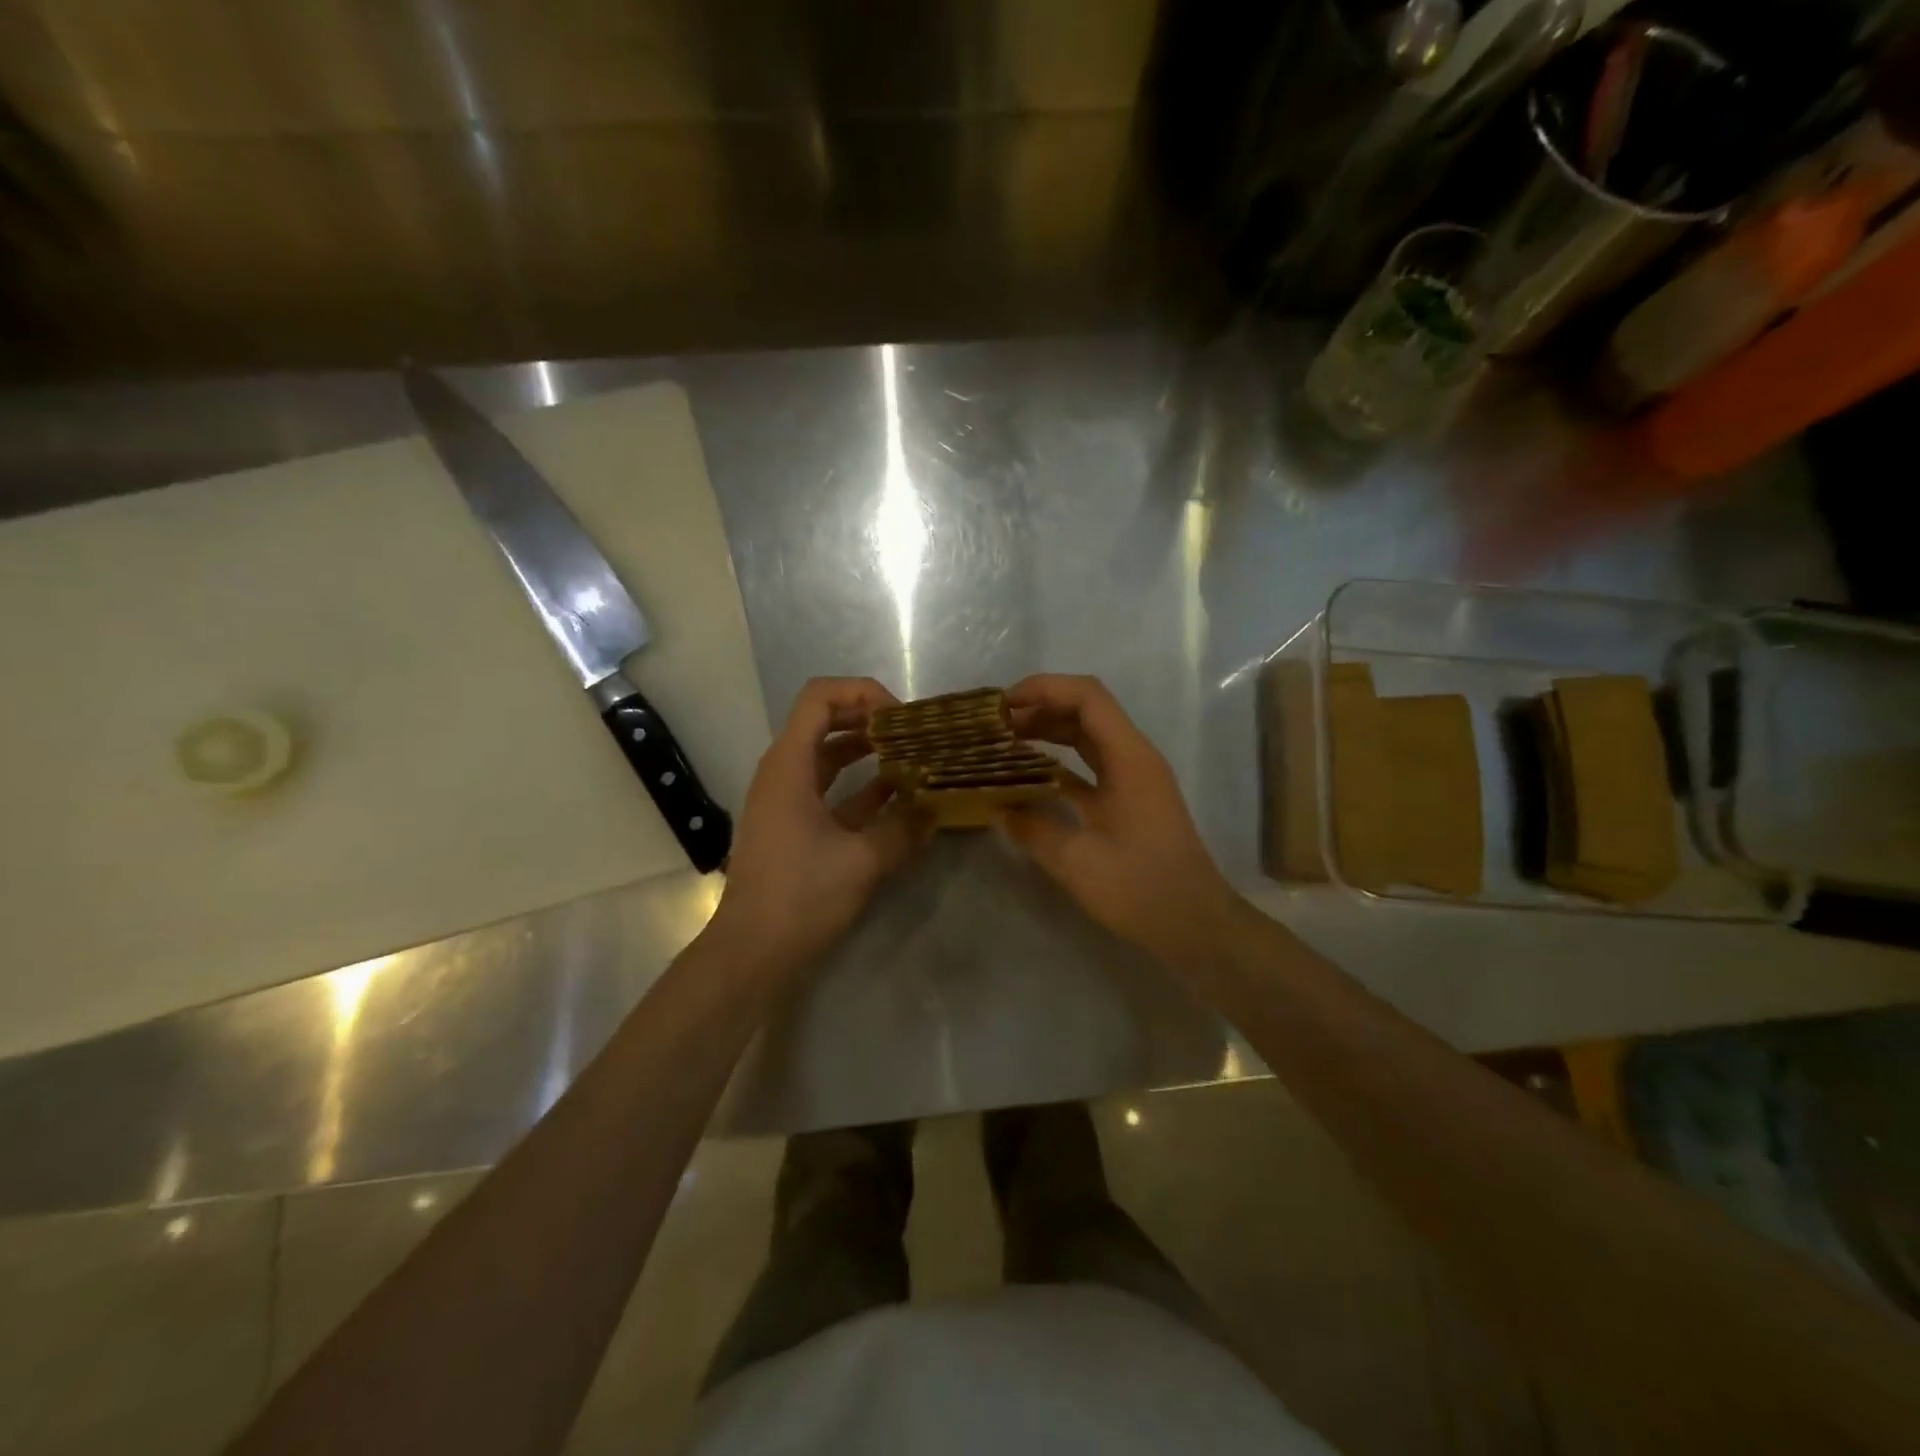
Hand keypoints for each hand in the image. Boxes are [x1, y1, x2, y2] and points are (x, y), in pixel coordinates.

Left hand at [708, 677, 927, 970]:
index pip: (820, 697)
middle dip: (871, 719)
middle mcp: (784, 772)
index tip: (901, 719)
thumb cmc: (800, 898)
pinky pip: (831, 790)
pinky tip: (898, 796)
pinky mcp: (796, 825)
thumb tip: (935, 808)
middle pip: (825, 721)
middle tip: (914, 733)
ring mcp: (787, 799)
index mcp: (789, 765)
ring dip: (868, 752)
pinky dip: (861, 786)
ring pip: (829, 756)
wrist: (751, 952)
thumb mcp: (862, 861)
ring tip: (913, 757)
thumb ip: (903, 828)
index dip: (862, 694)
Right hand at [1000, 674, 1239, 967]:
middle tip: (995, 725)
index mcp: (1129, 758)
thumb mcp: (1076, 861)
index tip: (1003, 705)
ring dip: (1049, 732)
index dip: (1044, 689)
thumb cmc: (1141, 889)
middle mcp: (1134, 757)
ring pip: (1088, 736)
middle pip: (1086, 710)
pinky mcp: (1130, 799)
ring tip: (1006, 742)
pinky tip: (1029, 776)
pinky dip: (1060, 761)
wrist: (1195, 924)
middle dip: (1040, 708)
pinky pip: (1091, 765)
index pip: (1087, 697)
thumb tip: (998, 808)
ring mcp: (1134, 778)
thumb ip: (1032, 829)